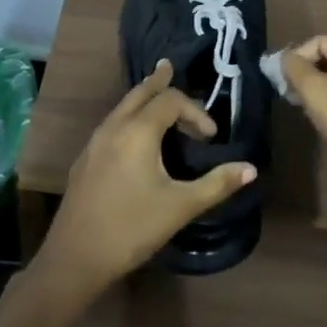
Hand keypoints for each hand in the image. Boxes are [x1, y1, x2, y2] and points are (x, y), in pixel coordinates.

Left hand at [34, 59, 256, 304]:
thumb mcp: (181, 207)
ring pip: (122, 107)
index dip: (195, 112)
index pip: (171, 101)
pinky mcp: (86, 160)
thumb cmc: (132, 228)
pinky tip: (134, 134)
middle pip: (139, 93)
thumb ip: (217, 184)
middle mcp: (114, 127)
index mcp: (137, 131)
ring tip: (155, 94)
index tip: (211, 137)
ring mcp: (95, 143)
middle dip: (159, 82)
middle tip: (170, 67)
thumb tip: (251, 168)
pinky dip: (129, 115)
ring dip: (143, 99)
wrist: (74, 258)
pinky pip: (112, 124)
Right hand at [282, 37, 326, 190]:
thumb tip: (285, 57)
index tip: (282, 77)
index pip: (321, 42)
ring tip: (304, 102)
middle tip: (290, 90)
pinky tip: (326, 112)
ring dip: (323, 84)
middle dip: (309, 71)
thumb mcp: (312, 89)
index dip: (297, 56)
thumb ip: (294, 66)